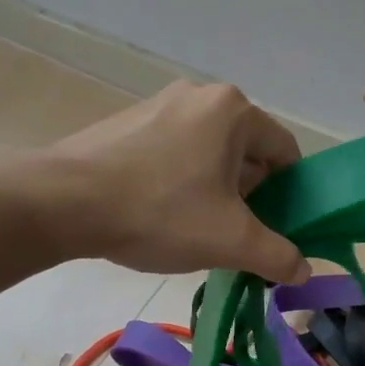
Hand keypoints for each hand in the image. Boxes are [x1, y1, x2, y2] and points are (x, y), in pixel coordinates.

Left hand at [46, 81, 310, 283]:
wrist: (61, 202)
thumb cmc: (159, 211)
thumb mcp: (230, 241)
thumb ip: (277, 256)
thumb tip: (303, 270)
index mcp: (234, 110)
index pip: (286, 152)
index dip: (290, 195)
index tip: (276, 228)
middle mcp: (201, 95)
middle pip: (247, 151)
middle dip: (250, 194)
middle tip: (235, 233)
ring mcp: (160, 104)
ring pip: (209, 152)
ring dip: (215, 189)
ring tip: (195, 227)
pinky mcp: (128, 120)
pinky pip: (174, 150)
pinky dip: (180, 179)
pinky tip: (160, 212)